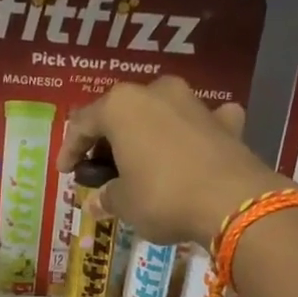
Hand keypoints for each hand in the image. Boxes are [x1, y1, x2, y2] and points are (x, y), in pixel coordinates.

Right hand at [55, 76, 277, 245]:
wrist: (232, 201)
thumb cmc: (162, 197)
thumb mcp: (124, 203)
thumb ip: (107, 197)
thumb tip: (97, 201)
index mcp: (121, 106)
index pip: (82, 123)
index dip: (70, 150)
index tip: (66, 173)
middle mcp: (157, 92)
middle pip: (122, 113)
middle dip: (110, 141)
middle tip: (103, 170)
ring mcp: (195, 103)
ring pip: (160, 115)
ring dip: (147, 137)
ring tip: (142, 165)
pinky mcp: (226, 121)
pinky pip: (200, 123)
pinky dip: (192, 136)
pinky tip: (192, 151)